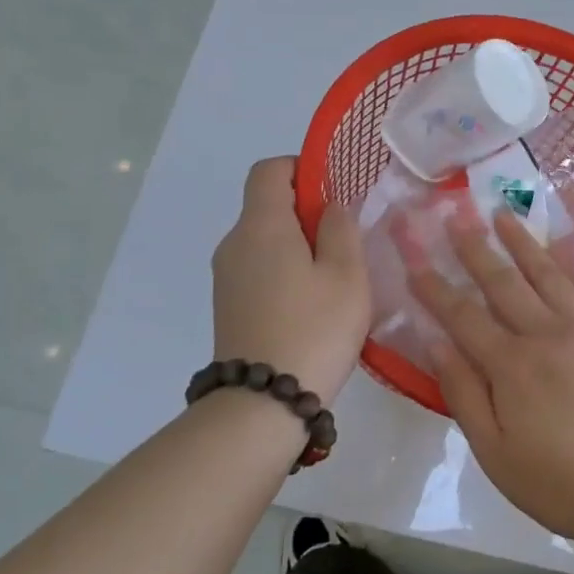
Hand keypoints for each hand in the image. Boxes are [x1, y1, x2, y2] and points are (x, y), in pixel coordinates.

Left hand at [212, 158, 369, 403]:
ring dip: (298, 246)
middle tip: (346, 244)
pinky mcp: (227, 305)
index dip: (302, 169)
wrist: (262, 404)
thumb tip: (329, 206)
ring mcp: (226, 277)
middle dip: (307, 213)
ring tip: (334, 280)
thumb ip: (341, 229)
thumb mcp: (347, 275)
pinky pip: (258, 268)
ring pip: (265, 240)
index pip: (269, 170)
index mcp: (261, 226)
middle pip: (267, 205)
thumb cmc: (314, 329)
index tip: (334, 195)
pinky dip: (284, 271)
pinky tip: (311, 305)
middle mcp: (234, 243)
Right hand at [411, 210, 573, 552]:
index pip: (463, 316)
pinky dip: (565, 265)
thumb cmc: (559, 483)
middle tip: (455, 217)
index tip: (416, 261)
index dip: (436, 288)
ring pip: (547, 274)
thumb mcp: (495, 453)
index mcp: (512, 366)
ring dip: (521, 242)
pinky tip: (556, 251)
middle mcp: (547, 335)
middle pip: (504, 283)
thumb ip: (464, 394)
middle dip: (475, 249)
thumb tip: (437, 344)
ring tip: (502, 214)